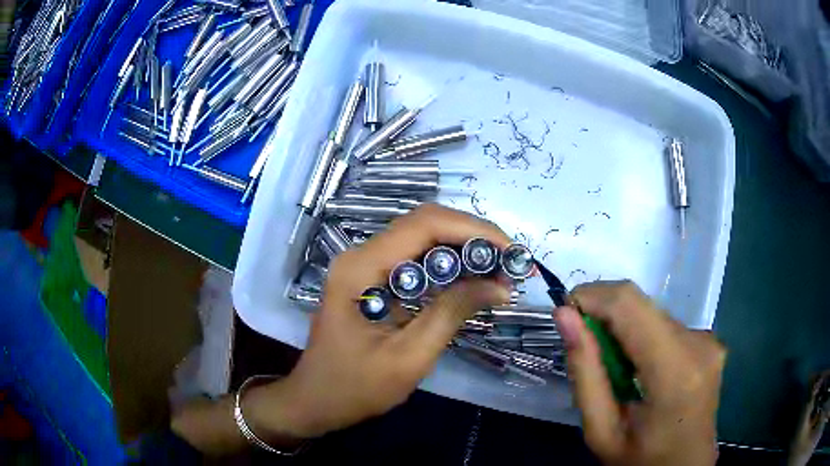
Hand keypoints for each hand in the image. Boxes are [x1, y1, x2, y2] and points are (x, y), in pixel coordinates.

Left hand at [248, 204, 511, 440]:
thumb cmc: (355, 387)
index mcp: (362, 267)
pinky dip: (448, 266)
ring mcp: (365, 264)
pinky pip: (415, 259)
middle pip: (425, 224)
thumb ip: (451, 313)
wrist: (316, 400)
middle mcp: (361, 254)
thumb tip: (499, 286)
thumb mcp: (409, 357)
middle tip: (510, 264)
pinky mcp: (372, 278)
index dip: (474, 231)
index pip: (425, 224)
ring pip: (423, 238)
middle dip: (473, 238)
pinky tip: (471, 282)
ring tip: (498, 272)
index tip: (511, 253)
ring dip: (463, 250)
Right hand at [554, 281, 725, 465]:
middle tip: (586, 350)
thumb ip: (585, 372)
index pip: (630, 304)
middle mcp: (699, 344)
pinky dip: (643, 337)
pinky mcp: (710, 341)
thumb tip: (564, 316)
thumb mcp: (601, 430)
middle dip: (606, 316)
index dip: (593, 297)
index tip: (566, 315)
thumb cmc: (640, 460)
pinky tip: (639, 369)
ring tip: (615, 369)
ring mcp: (709, 340)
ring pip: (653, 313)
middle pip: (642, 305)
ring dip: (625, 329)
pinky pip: (666, 325)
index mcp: (675, 372)